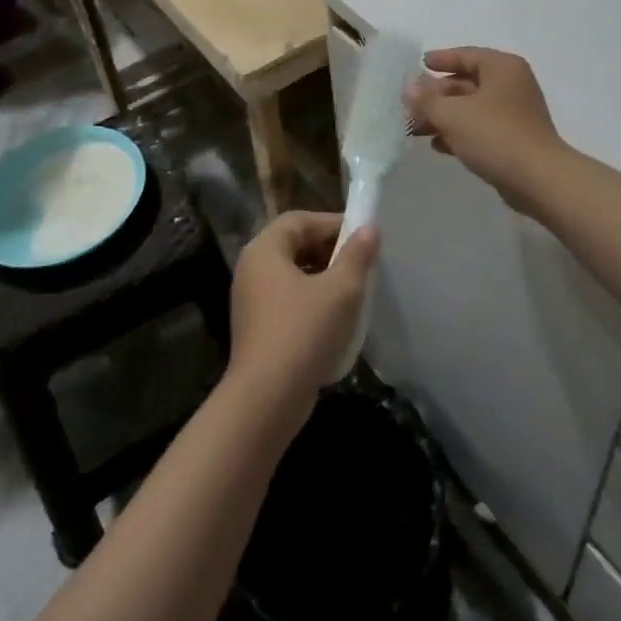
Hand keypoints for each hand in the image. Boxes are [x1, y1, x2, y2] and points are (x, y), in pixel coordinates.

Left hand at [229, 212, 379, 410]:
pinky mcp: (257, 327)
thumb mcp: (340, 290)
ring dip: (324, 276)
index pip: (300, 220)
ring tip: (354, 289)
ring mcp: (251, 300)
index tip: (363, 236)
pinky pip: (288, 299)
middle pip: (295, 244)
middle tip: (361, 263)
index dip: (333, 223)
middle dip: (330, 249)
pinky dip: (312, 299)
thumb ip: (357, 255)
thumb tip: (369, 229)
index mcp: (264, 250)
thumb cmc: (303, 332)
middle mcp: (252, 268)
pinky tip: (336, 318)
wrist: (266, 399)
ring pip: (293, 273)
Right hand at [403, 48, 565, 205]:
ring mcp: (514, 113)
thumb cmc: (496, 135)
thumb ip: (427, 100)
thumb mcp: (454, 115)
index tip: (419, 64)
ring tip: (414, 129)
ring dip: (443, 117)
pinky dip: (459, 134)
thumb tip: (408, 88)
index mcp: (502, 68)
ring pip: (470, 108)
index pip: (466, 55)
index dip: (441, 59)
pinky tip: (437, 146)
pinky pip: (480, 129)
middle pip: (466, 83)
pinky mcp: (513, 139)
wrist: (539, 180)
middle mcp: (510, 85)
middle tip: (408, 105)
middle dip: (436, 96)